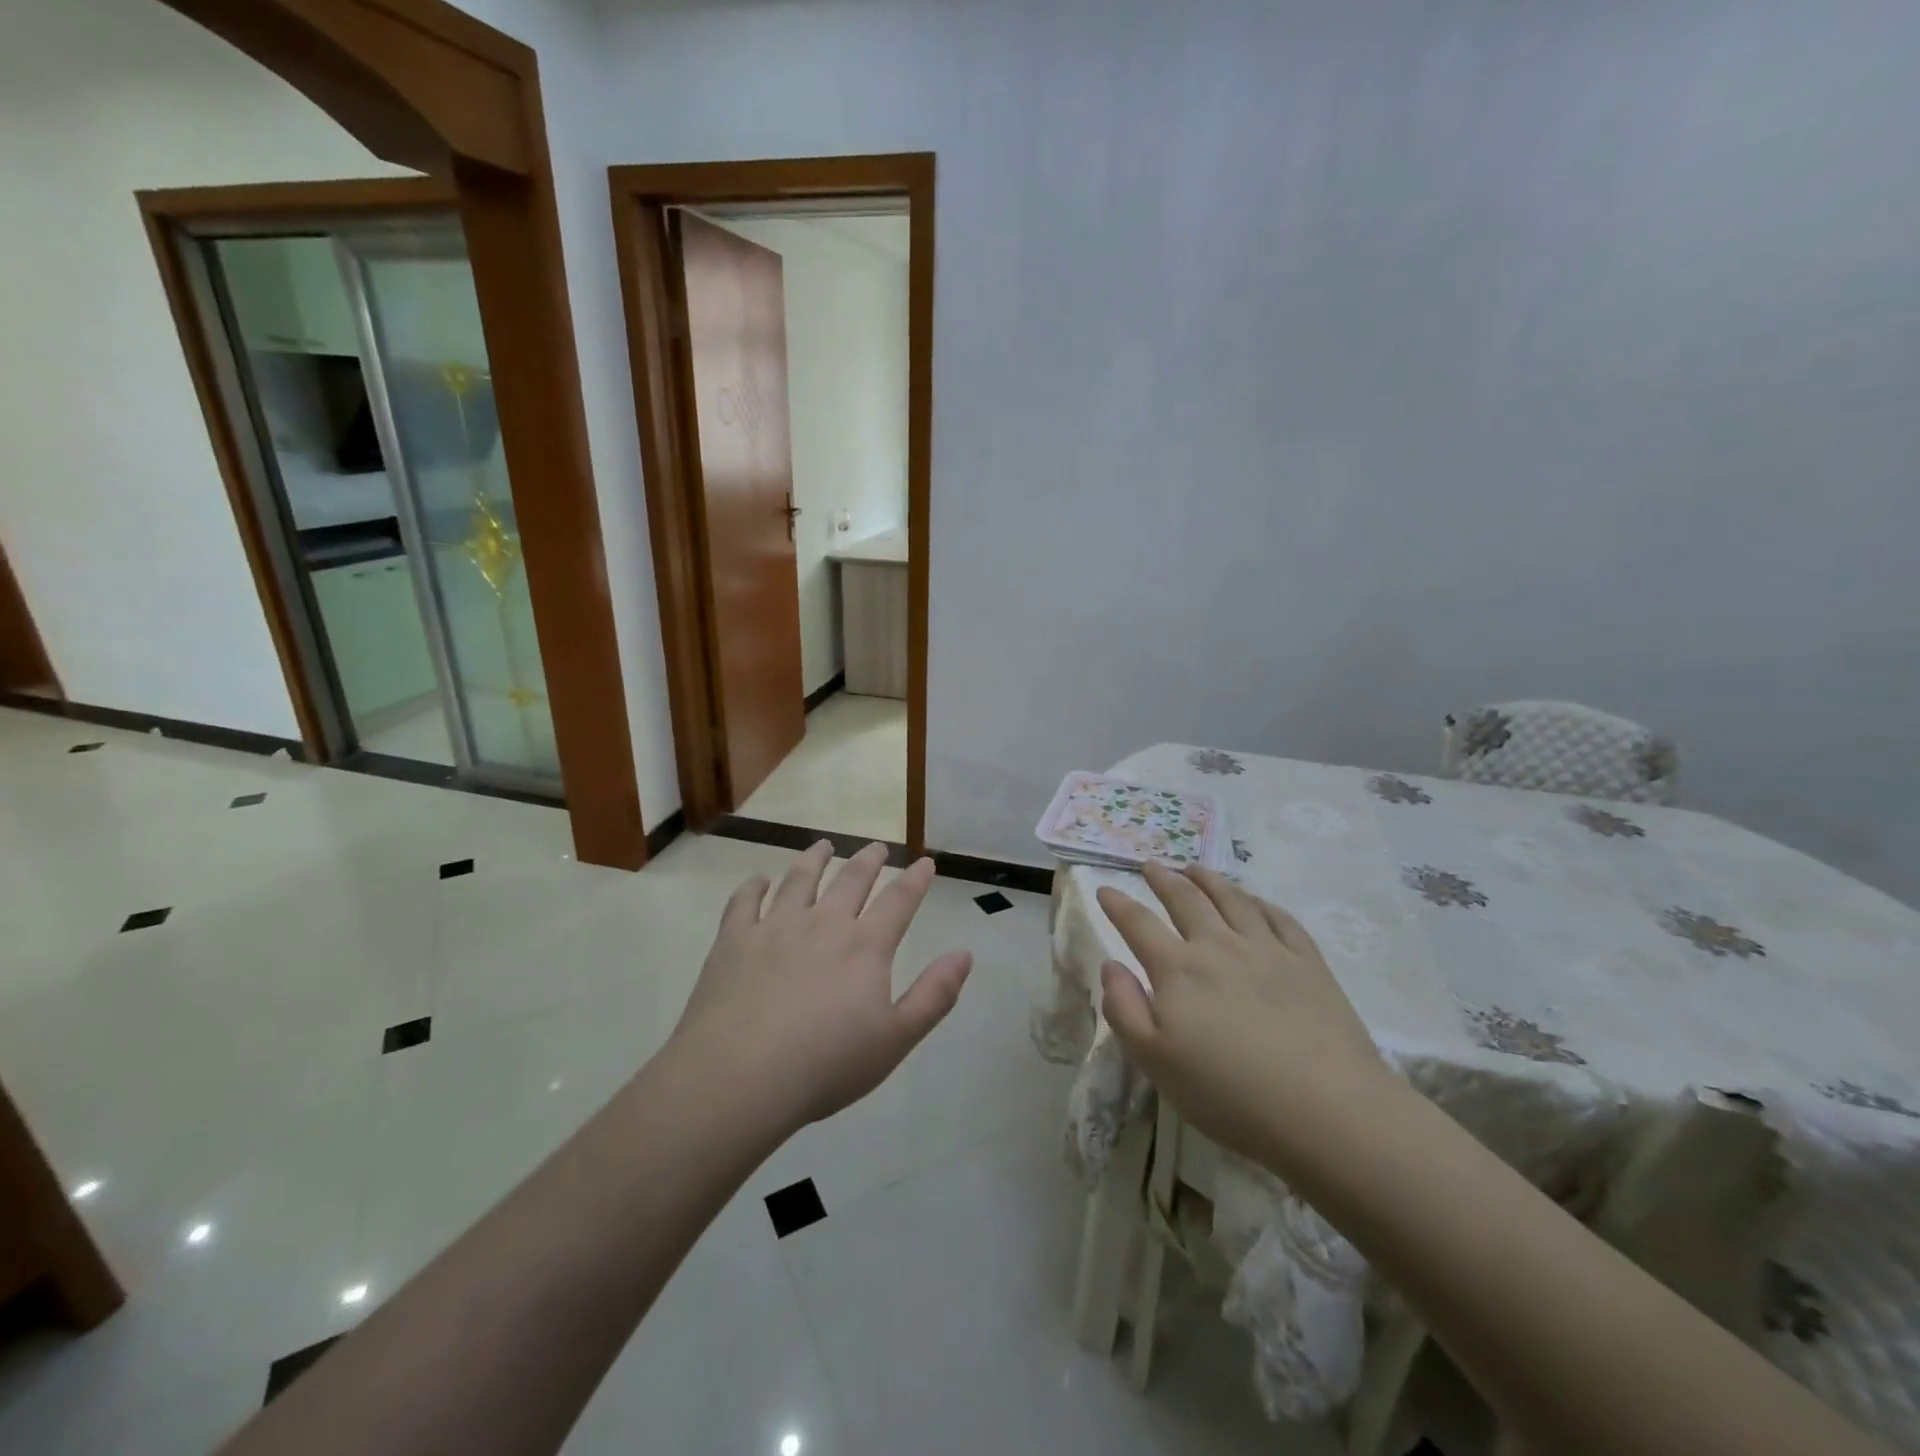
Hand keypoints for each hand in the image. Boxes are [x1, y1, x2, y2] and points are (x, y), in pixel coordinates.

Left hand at [672, 841, 972, 1131]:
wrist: (739, 1077)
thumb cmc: (826, 1064)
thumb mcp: (896, 1039)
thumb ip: (934, 995)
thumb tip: (964, 954)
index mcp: (864, 946)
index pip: (898, 901)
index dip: (915, 880)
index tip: (925, 862)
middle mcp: (823, 923)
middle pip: (851, 880)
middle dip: (868, 860)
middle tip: (876, 847)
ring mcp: (775, 927)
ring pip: (799, 880)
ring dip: (814, 859)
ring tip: (822, 846)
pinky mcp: (734, 940)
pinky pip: (745, 902)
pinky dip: (753, 887)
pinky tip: (758, 881)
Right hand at [1096, 863, 1391, 1164]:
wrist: (1327, 1110)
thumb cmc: (1229, 1093)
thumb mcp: (1155, 1062)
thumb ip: (1124, 1009)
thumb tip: (1110, 965)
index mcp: (1178, 970)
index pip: (1138, 924)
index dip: (1118, 904)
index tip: (1104, 889)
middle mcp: (1219, 946)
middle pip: (1186, 900)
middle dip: (1163, 879)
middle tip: (1151, 866)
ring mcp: (1267, 949)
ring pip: (1232, 899)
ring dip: (1208, 879)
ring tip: (1195, 868)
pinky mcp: (1308, 962)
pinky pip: (1279, 918)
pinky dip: (1260, 902)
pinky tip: (1254, 900)